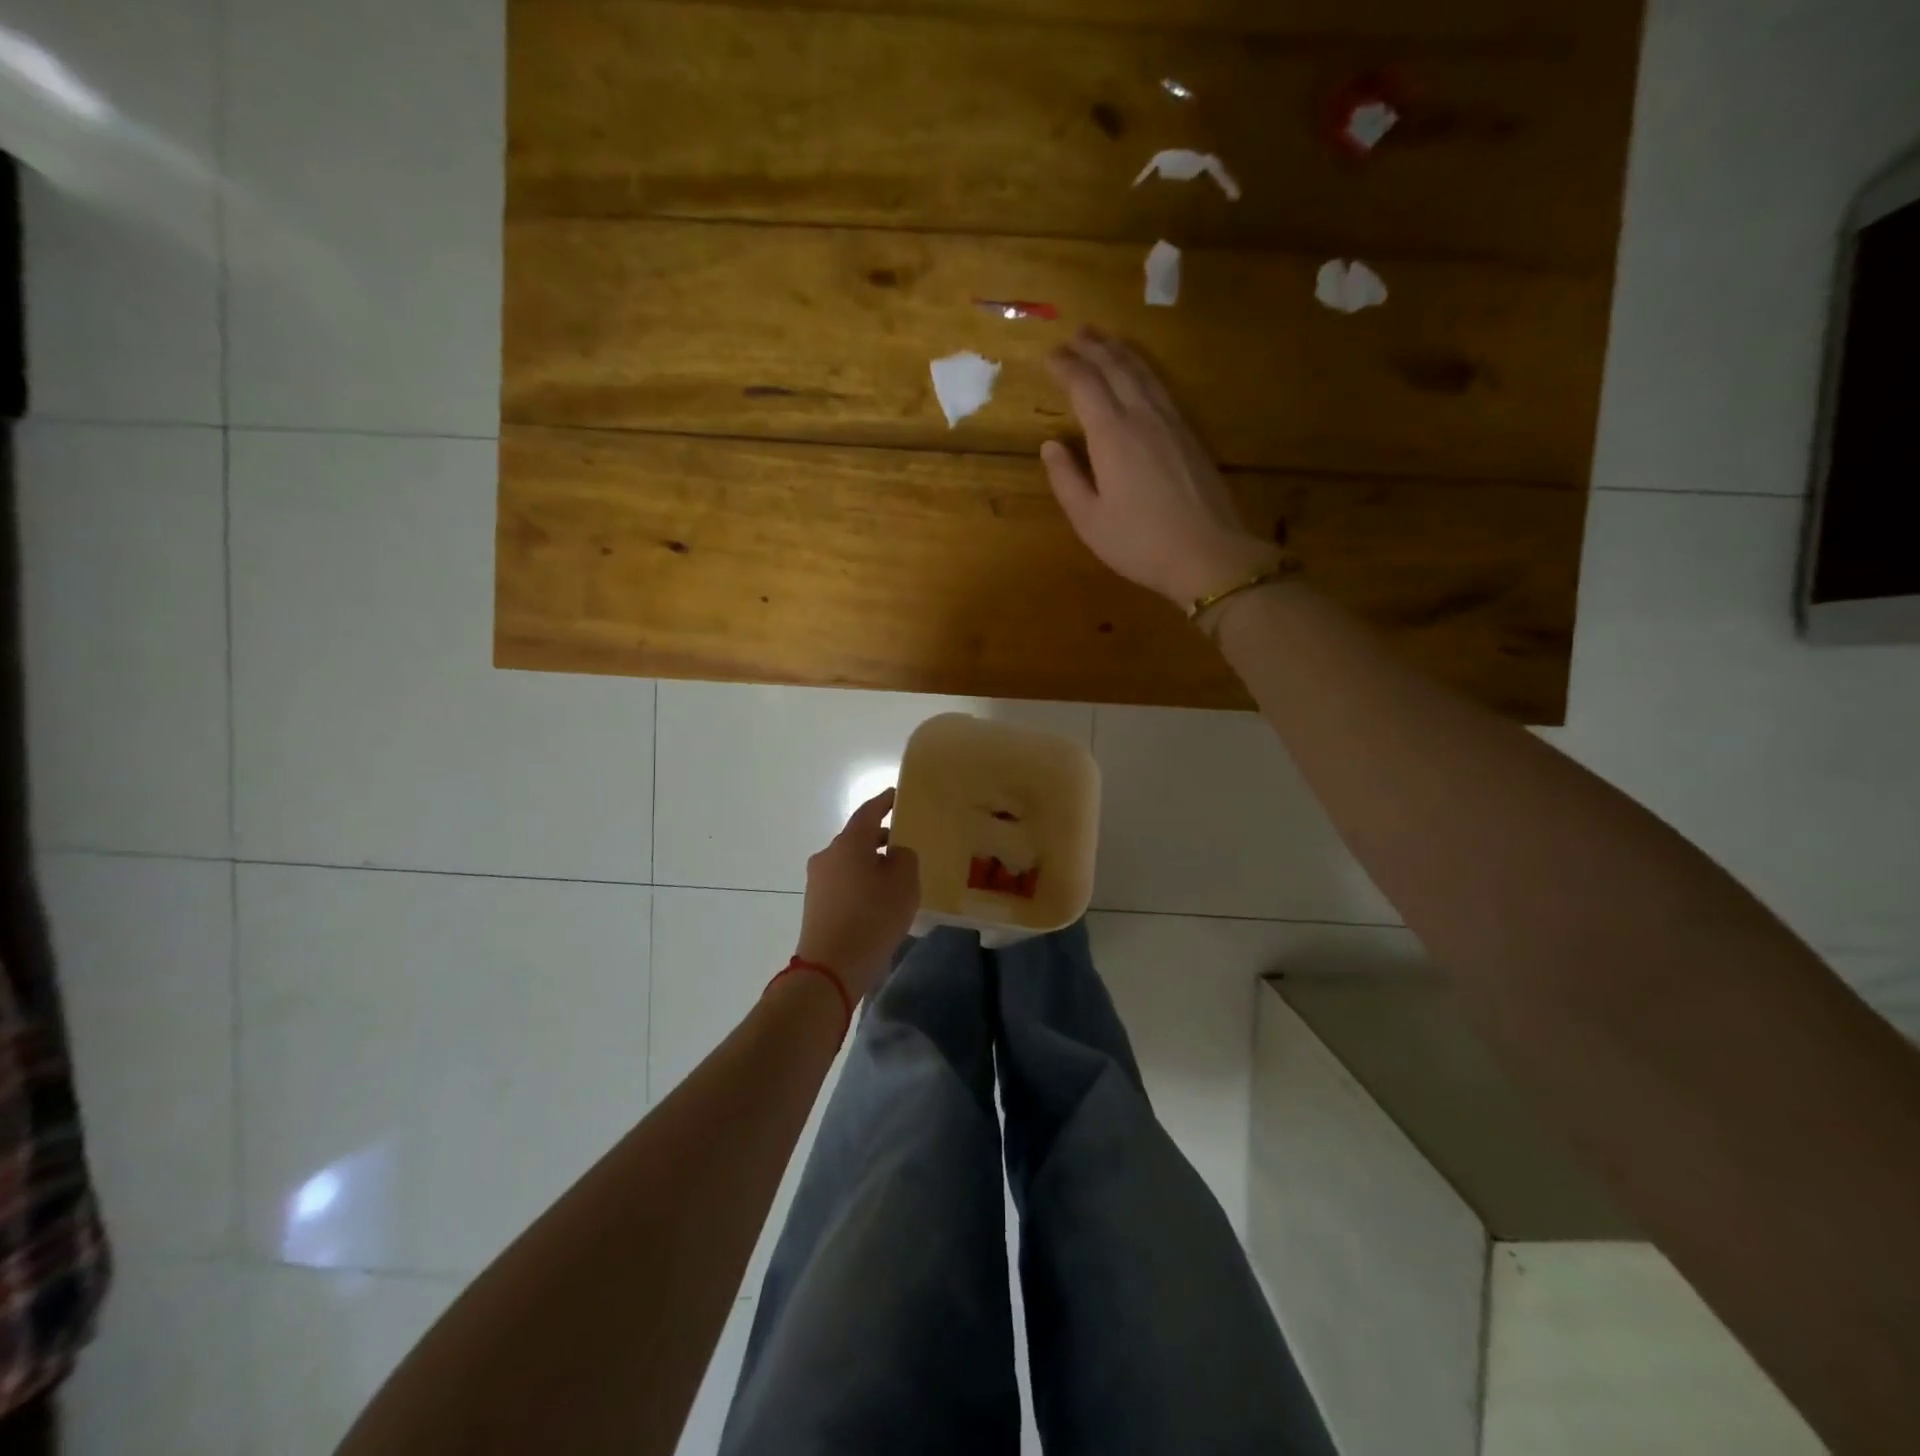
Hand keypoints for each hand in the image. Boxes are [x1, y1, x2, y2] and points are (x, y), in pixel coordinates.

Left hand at [794, 790, 921, 999]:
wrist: (831, 967)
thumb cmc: (873, 917)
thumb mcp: (904, 883)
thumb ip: (905, 857)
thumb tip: (894, 853)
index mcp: (849, 842)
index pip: (869, 810)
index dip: (885, 801)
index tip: (898, 796)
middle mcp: (829, 854)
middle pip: (858, 837)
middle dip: (882, 838)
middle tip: (906, 843)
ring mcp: (818, 880)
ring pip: (851, 861)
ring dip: (871, 863)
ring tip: (897, 877)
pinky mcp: (816, 904)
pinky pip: (844, 883)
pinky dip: (862, 883)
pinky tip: (879, 901)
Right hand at [1042, 327, 1280, 605]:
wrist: (1207, 553)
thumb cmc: (1139, 543)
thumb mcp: (1089, 520)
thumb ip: (1066, 479)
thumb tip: (1051, 445)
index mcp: (1111, 435)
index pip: (1085, 385)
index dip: (1065, 367)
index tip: (1049, 356)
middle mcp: (1142, 417)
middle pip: (1116, 368)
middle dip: (1093, 348)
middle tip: (1076, 334)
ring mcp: (1171, 422)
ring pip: (1144, 373)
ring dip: (1121, 352)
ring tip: (1105, 340)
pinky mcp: (1190, 434)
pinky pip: (1162, 387)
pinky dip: (1144, 370)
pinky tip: (1141, 375)